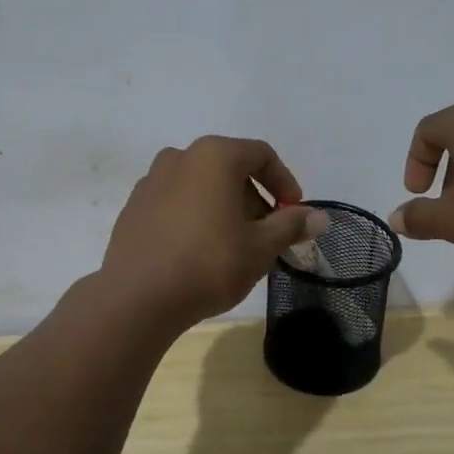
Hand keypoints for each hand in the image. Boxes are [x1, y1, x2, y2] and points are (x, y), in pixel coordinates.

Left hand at [99, 136, 328, 333]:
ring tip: (234, 245)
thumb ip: (291, 225)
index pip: (261, 155)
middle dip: (254, 198)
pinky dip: (195, 215)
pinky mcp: (134, 206)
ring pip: (201, 185)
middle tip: (266, 235)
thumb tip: (319, 217)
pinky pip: (175, 201)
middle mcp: (180, 157)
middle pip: (230, 168)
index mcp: (214, 156)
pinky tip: (198, 251)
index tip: (293, 213)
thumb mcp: (260, 247)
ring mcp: (151, 180)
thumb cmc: (209, 264)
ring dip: (224, 207)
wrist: (136, 298)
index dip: (284, 182)